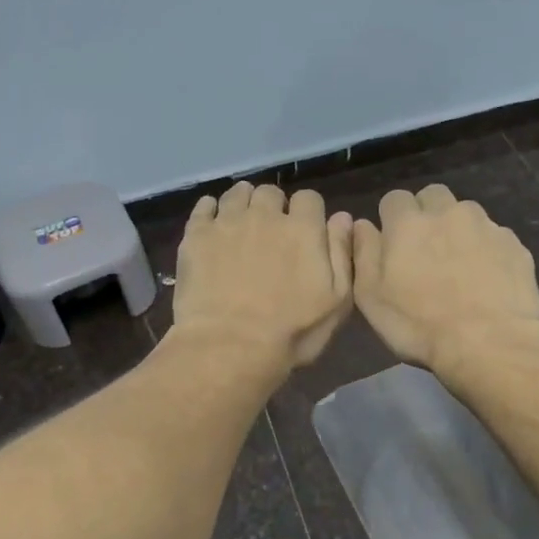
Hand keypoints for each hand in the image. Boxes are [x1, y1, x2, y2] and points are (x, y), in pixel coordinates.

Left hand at [171, 182, 353, 369]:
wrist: (230, 346)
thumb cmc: (291, 332)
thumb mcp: (336, 301)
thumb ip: (341, 254)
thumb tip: (342, 217)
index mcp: (303, 229)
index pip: (309, 198)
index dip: (308, 213)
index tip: (304, 232)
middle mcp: (265, 215)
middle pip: (271, 192)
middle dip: (274, 207)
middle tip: (270, 233)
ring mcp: (228, 222)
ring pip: (238, 193)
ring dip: (244, 203)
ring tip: (242, 224)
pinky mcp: (196, 235)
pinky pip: (204, 206)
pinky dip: (211, 210)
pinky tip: (212, 226)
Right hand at [352, 185, 538, 370]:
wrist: (489, 343)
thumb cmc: (418, 324)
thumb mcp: (370, 296)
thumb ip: (363, 253)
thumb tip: (362, 225)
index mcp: (408, 223)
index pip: (394, 199)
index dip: (391, 219)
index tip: (393, 244)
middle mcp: (448, 213)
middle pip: (433, 196)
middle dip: (426, 214)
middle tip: (425, 250)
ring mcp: (486, 227)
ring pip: (467, 213)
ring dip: (458, 230)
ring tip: (459, 265)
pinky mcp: (515, 246)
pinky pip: (495, 237)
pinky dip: (486, 250)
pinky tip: (486, 280)